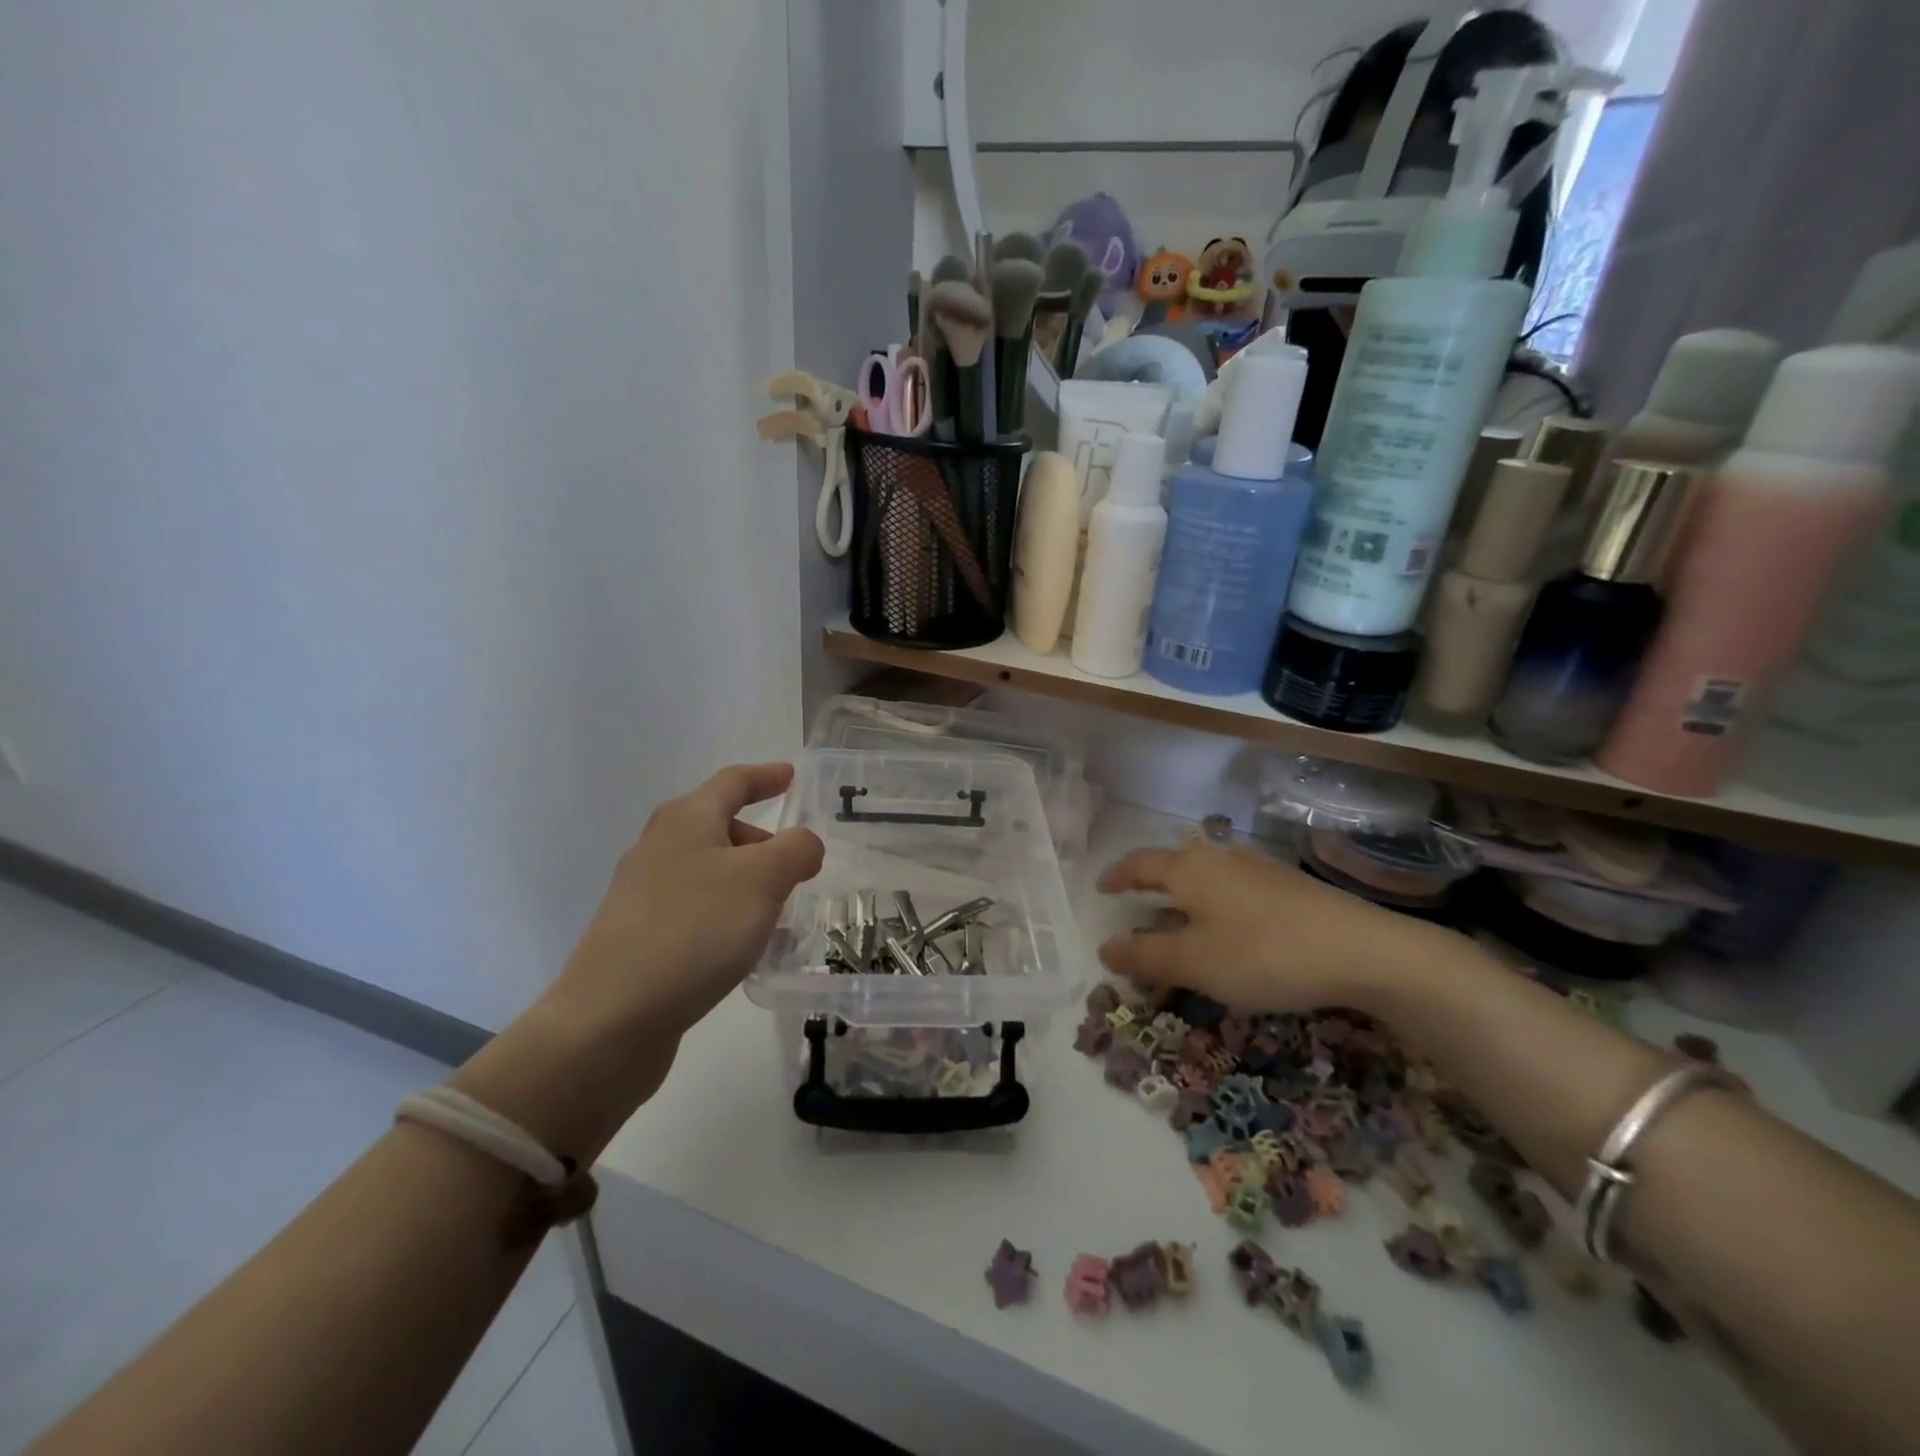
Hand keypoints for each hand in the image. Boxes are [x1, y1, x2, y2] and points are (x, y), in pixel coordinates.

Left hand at [553, 763, 825, 1039]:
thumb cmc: (694, 930)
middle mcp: (659, 846)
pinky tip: (742, 948)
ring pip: (710, 871)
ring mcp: (643, 893)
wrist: (611, 1017)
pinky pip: (696, 909)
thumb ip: (795, 850)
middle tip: (798, 870)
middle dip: (763, 842)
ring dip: (748, 883)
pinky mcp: (638, 935)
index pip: (733, 782)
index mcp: (686, 819)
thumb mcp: (762, 880)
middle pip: (721, 827)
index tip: (791, 775)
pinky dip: (727, 914)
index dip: (766, 776)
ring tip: (778, 915)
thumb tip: (804, 845)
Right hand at [1095, 839, 1441, 1013]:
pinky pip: (1235, 895)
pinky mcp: (1290, 889)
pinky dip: (1216, 912)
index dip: (1118, 876)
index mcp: (1190, 870)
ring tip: (1181, 929)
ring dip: (1186, 904)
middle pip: (1174, 868)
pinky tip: (1230, 935)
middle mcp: (1221, 860)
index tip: (1101, 887)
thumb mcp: (1194, 962)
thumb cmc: (1263, 953)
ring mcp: (1259, 871)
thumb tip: (1105, 948)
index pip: (1140, 864)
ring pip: (1207, 882)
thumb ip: (1145, 955)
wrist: (1363, 951)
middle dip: (1151, 890)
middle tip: (1137, 911)